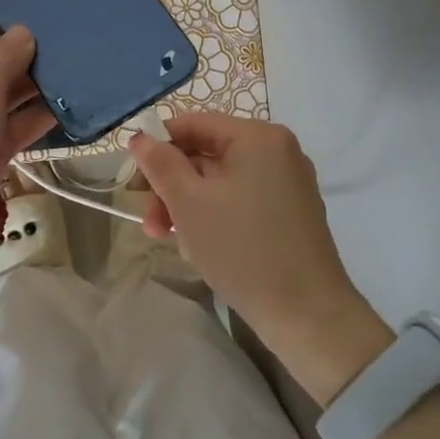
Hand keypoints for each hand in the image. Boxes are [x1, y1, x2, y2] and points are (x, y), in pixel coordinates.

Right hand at [130, 113, 393, 401]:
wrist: (306, 314)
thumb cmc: (242, 249)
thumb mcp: (189, 203)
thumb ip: (160, 164)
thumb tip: (140, 137)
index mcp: (258, 137)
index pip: (193, 124)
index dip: (157, 147)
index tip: (133, 182)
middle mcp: (277, 151)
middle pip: (206, 154)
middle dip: (171, 186)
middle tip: (148, 221)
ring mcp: (287, 183)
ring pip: (220, 182)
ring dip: (187, 205)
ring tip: (168, 240)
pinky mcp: (290, 213)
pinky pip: (240, 201)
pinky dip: (214, 216)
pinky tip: (198, 246)